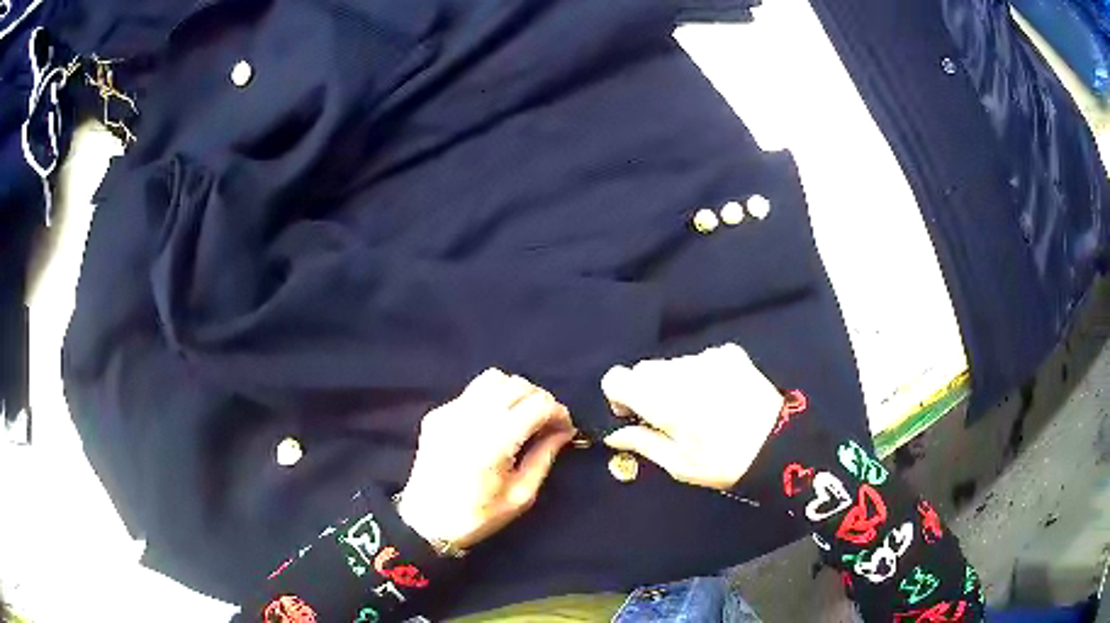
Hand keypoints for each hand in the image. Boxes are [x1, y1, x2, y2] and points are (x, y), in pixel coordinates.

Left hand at [398, 369, 574, 550]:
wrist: (426, 522)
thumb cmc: (479, 516)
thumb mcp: (521, 495)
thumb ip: (544, 457)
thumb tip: (563, 431)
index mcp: (495, 441)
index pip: (538, 404)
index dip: (559, 412)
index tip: (565, 429)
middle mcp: (471, 417)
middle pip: (518, 385)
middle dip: (540, 399)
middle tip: (546, 423)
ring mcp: (450, 411)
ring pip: (493, 378)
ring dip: (515, 392)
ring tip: (521, 417)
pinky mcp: (437, 414)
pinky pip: (472, 392)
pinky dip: (491, 399)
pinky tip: (492, 424)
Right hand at [601, 343, 783, 489]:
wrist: (779, 446)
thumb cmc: (723, 463)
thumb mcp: (678, 464)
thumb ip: (642, 442)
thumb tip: (614, 434)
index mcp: (663, 400)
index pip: (616, 378)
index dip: (619, 396)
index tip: (634, 414)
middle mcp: (681, 371)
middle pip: (644, 369)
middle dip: (647, 390)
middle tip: (669, 417)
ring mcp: (708, 358)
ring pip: (672, 363)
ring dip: (675, 381)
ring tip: (701, 407)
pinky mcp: (730, 353)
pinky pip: (700, 359)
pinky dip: (701, 374)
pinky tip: (720, 395)